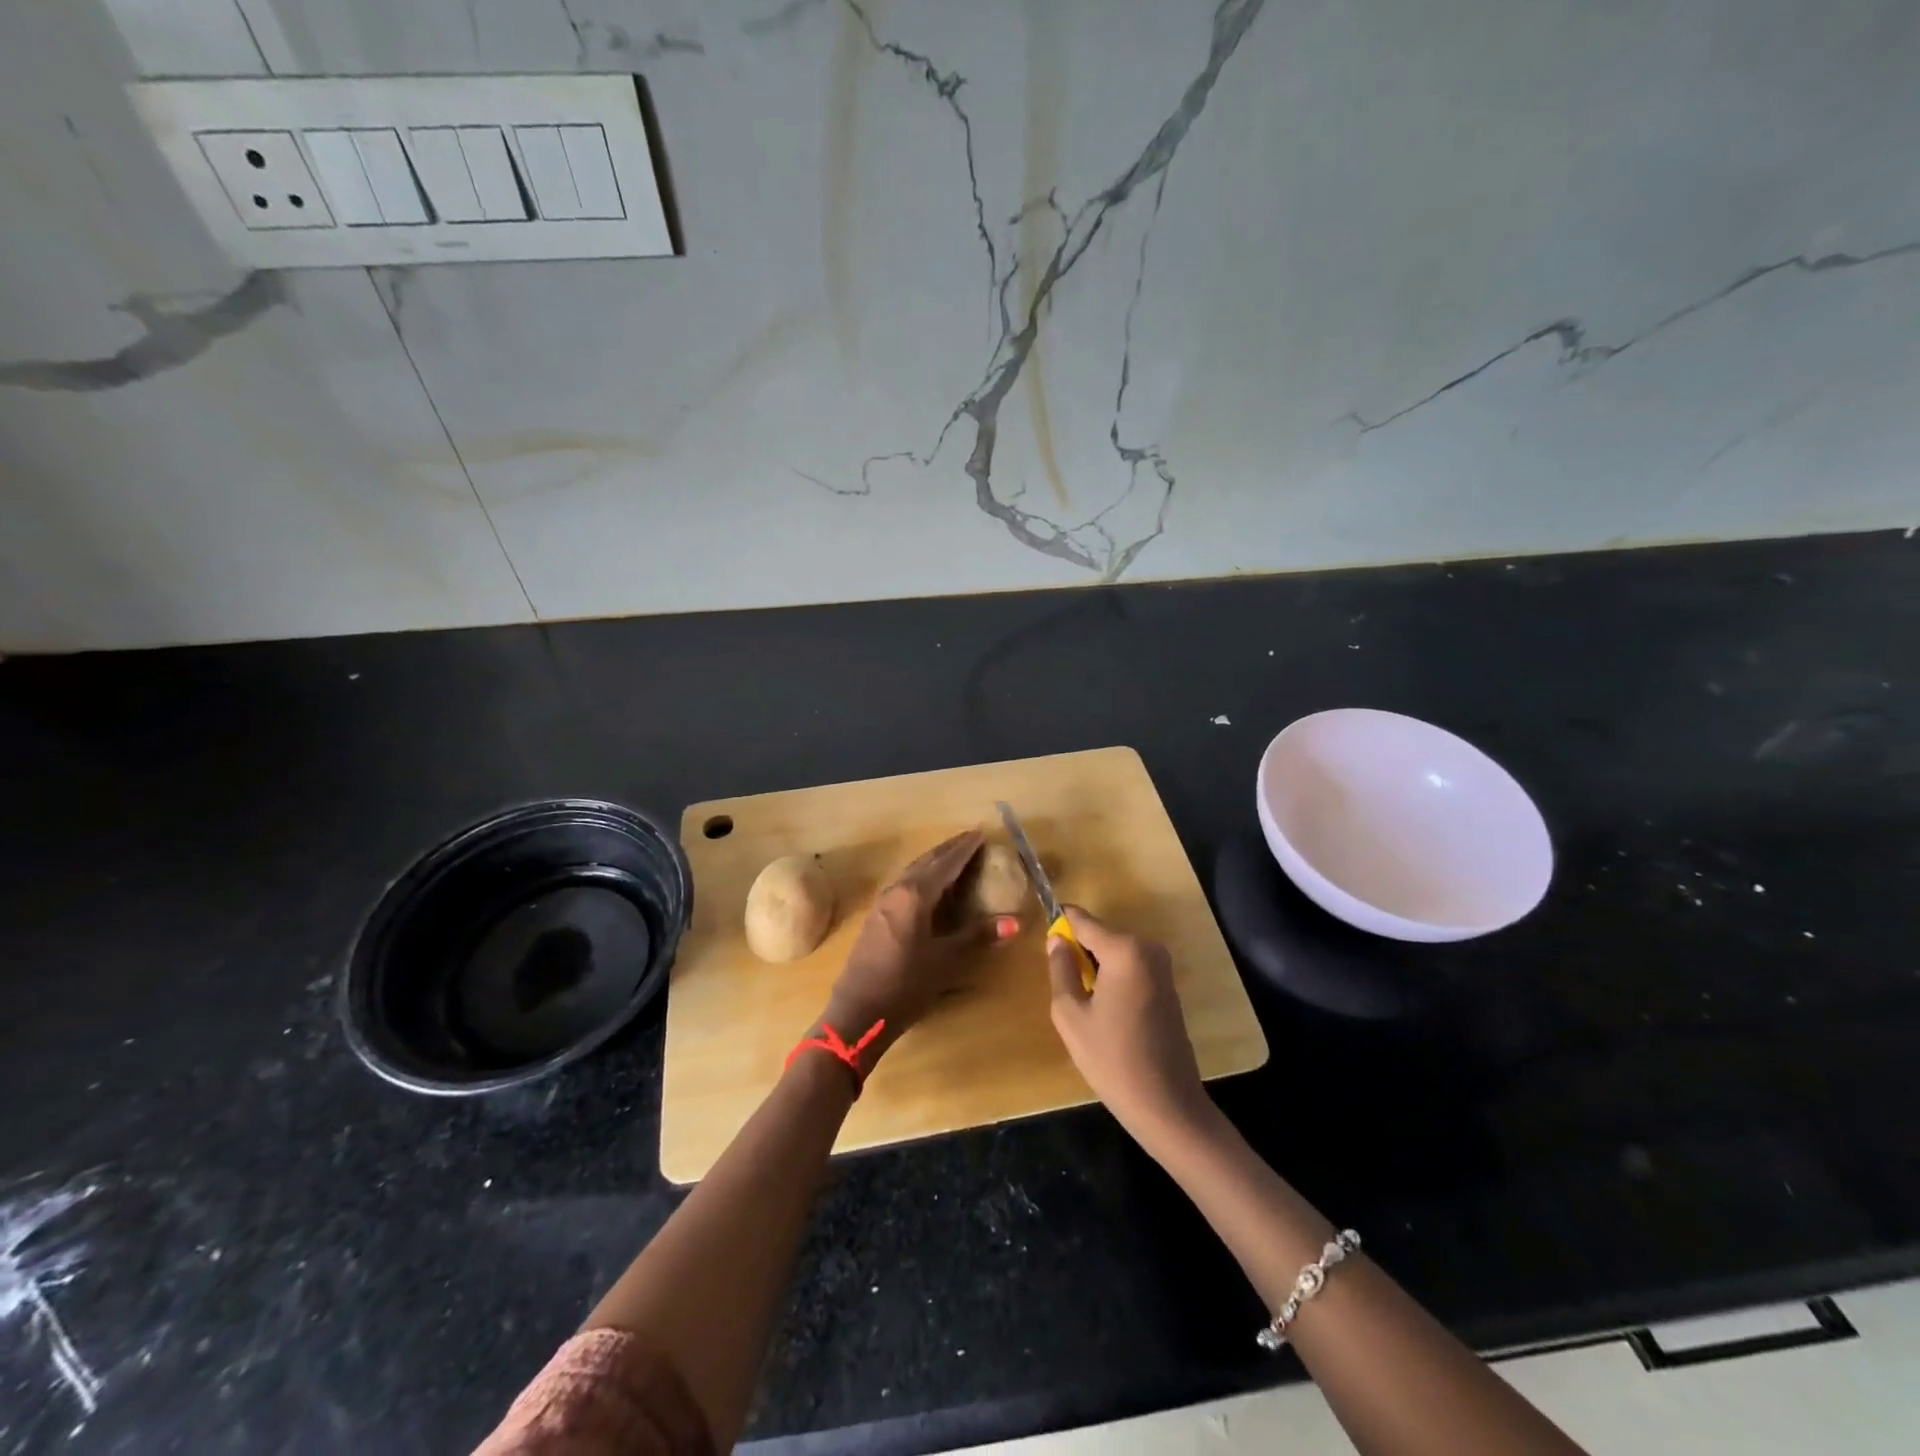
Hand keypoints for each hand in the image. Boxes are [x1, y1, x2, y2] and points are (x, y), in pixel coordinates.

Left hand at [819, 829, 1016, 1070]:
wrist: (858, 1011)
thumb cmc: (906, 985)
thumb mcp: (946, 960)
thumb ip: (978, 936)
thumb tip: (1015, 922)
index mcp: (915, 895)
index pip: (946, 864)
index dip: (965, 849)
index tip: (981, 834)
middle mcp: (897, 889)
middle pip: (927, 861)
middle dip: (950, 848)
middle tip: (971, 838)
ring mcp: (883, 901)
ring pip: (913, 869)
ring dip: (934, 860)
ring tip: (954, 856)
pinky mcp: (876, 915)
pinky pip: (904, 882)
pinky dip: (921, 874)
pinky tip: (929, 884)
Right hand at [1047, 907, 1209, 1149]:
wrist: (1167, 1105)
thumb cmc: (1112, 1059)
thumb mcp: (1071, 1014)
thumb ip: (1060, 969)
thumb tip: (1056, 940)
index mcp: (1124, 949)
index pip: (1082, 920)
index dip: (1060, 925)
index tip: (1044, 944)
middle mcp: (1147, 947)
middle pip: (1100, 934)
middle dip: (1079, 952)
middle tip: (1065, 988)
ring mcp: (1162, 966)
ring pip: (1115, 951)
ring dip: (1096, 967)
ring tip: (1085, 1006)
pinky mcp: (1168, 985)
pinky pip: (1130, 967)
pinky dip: (1114, 979)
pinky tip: (1107, 1014)